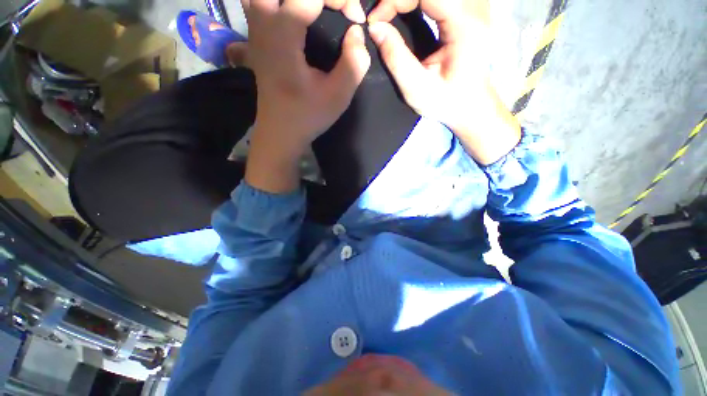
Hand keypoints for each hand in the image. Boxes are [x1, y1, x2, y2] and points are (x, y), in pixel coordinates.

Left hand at [242, 0, 370, 192]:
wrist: (280, 132)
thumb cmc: (307, 117)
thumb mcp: (338, 96)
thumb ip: (354, 63)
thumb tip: (356, 32)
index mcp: (284, 36)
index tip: (356, 19)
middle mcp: (264, 24)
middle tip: (335, 7)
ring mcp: (256, 30)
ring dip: (297, 0)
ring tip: (319, 11)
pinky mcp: (257, 38)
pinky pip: (261, 2)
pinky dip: (280, 3)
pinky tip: (297, 14)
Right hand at [368, 0, 520, 164]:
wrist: (471, 105)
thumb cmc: (446, 102)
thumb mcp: (417, 88)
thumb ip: (396, 57)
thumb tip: (374, 27)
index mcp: (465, 24)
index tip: (374, 21)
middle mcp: (474, 6)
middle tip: (379, 18)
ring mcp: (473, 5)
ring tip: (388, 13)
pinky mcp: (467, 9)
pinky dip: (415, 1)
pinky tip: (403, 10)